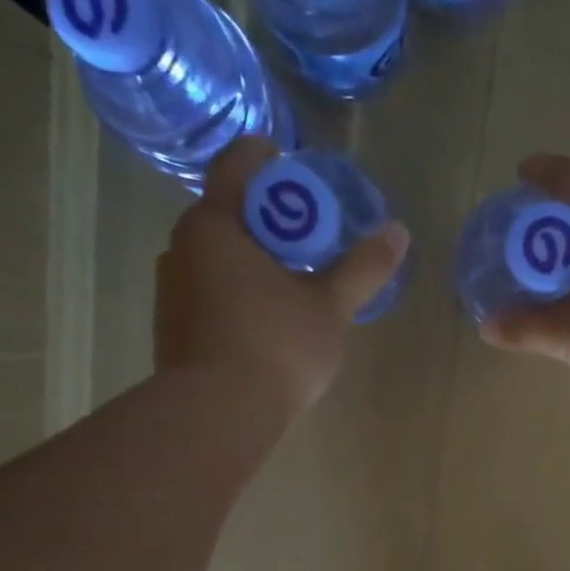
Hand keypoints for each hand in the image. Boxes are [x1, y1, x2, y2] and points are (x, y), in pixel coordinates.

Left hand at [154, 136, 410, 405]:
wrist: (216, 414)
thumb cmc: (275, 346)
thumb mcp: (329, 307)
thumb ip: (362, 268)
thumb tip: (397, 232)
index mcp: (215, 225)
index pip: (237, 165)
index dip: (267, 157)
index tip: (295, 166)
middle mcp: (182, 247)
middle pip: (227, 213)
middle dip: (269, 219)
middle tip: (310, 238)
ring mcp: (172, 289)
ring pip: (216, 257)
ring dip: (252, 260)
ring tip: (292, 283)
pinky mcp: (172, 327)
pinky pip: (209, 292)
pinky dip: (238, 293)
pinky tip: (266, 322)